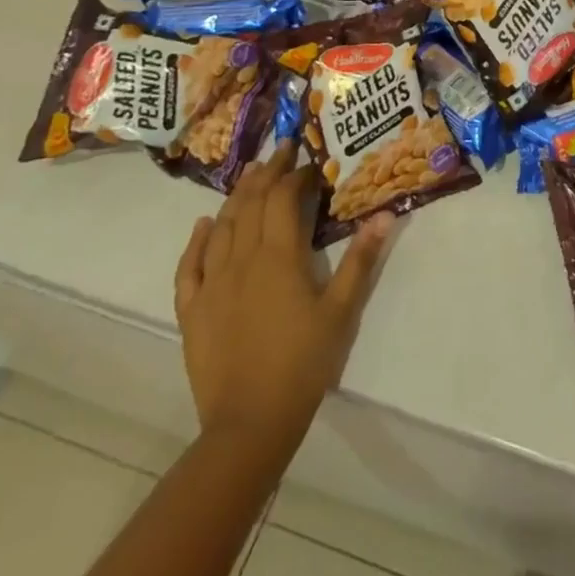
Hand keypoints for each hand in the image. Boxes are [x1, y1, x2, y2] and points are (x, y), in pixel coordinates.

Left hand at [173, 141, 392, 451]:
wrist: (249, 424)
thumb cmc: (303, 363)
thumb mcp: (342, 311)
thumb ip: (361, 260)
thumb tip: (385, 214)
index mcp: (279, 257)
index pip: (283, 199)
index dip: (297, 176)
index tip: (312, 165)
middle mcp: (242, 259)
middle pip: (251, 203)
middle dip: (267, 173)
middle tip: (281, 151)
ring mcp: (212, 284)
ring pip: (221, 227)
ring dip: (237, 196)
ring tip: (251, 175)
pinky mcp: (192, 310)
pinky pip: (189, 266)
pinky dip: (196, 241)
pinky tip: (204, 225)